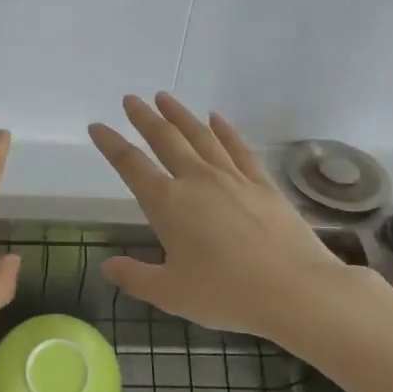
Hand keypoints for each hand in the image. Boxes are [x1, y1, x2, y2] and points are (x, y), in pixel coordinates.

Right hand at [88, 92, 384, 342]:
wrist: (295, 290)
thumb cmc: (226, 294)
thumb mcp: (170, 293)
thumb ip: (135, 276)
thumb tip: (107, 266)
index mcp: (168, 204)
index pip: (131, 165)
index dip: (111, 144)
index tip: (97, 126)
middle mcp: (197, 180)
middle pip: (165, 139)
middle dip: (144, 118)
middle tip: (131, 99)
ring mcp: (233, 178)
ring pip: (200, 135)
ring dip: (180, 114)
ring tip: (165, 97)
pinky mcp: (262, 184)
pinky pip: (238, 148)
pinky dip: (225, 130)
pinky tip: (216, 118)